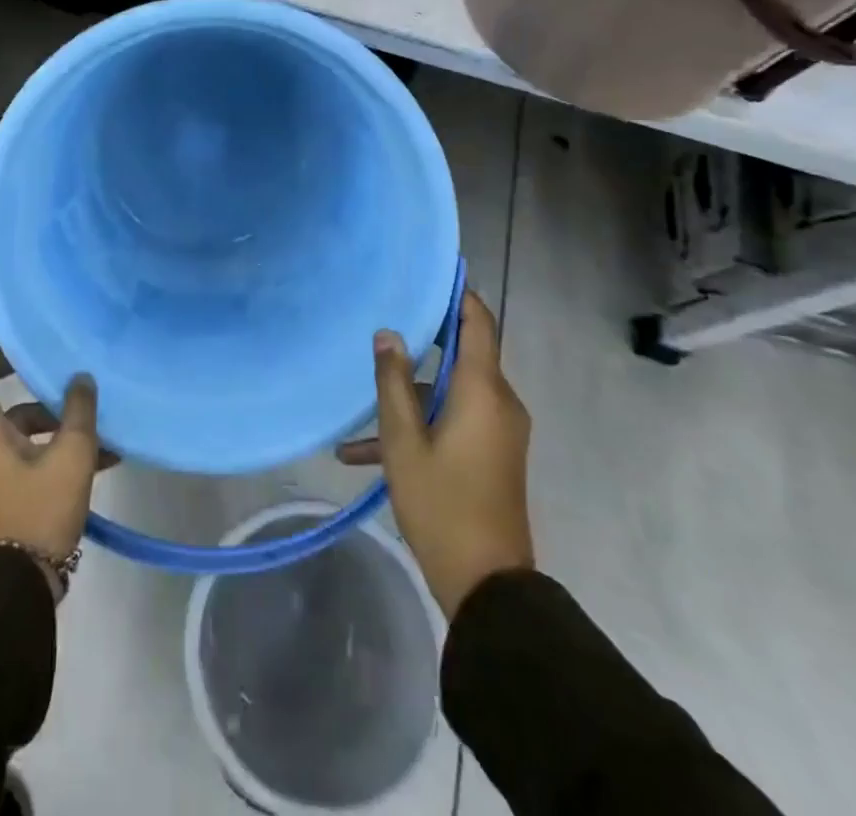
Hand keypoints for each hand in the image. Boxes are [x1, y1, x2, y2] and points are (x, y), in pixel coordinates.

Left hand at [0, 321, 102, 571]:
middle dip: (15, 362)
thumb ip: (79, 411)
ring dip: (43, 410)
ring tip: (90, 412)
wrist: (11, 593)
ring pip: (4, 416)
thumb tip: (82, 378)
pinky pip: (11, 445)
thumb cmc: (35, 514)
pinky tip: (95, 453)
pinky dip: (42, 440)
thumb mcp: (70, 459)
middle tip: (44, 344)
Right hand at [362, 290, 534, 619]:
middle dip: (422, 340)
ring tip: (356, 412)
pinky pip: (454, 421)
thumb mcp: (403, 442)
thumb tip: (388, 333)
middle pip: (462, 354)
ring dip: (408, 397)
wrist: (487, 585)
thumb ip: (393, 382)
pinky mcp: (492, 454)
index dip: (458, 294)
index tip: (432, 271)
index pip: (478, 322)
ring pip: (450, 393)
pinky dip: (420, 426)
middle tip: (384, 320)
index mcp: (483, 391)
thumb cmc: (442, 504)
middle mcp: (499, 402)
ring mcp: (498, 430)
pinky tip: (362, 454)